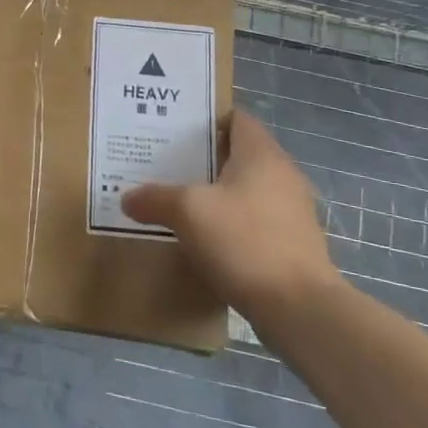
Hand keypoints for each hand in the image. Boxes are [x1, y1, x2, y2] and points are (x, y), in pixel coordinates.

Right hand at [121, 110, 338, 309]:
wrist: (299, 308)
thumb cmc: (244, 241)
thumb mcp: (188, 212)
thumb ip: (155, 198)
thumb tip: (128, 198)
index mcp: (262, 154)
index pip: (236, 118)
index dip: (206, 119)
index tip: (173, 129)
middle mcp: (282, 175)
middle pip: (238, 154)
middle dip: (203, 159)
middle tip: (164, 164)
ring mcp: (291, 212)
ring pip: (245, 190)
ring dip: (215, 194)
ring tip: (178, 201)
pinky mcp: (292, 244)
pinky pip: (253, 221)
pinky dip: (229, 223)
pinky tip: (203, 238)